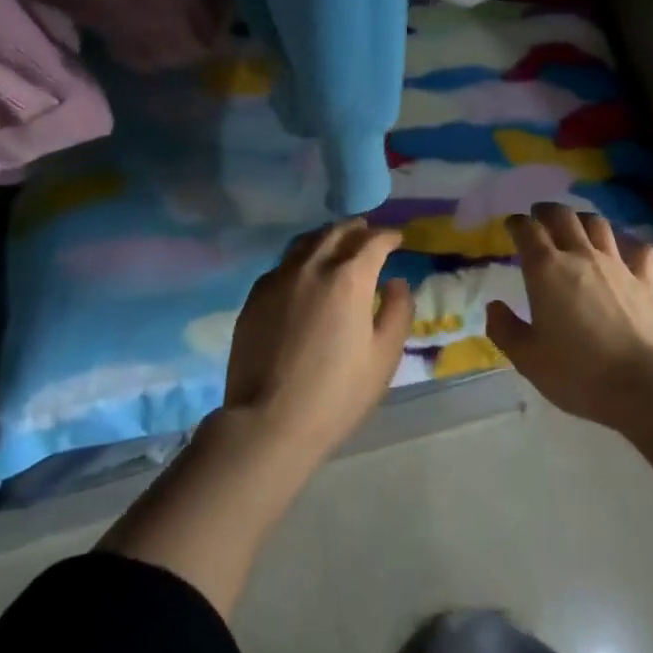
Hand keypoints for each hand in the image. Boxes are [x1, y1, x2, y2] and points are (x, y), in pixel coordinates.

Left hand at [224, 219, 413, 463]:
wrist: (267, 423)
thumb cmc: (337, 393)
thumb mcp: (384, 356)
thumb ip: (398, 310)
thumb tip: (395, 281)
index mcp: (349, 277)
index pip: (373, 241)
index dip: (389, 236)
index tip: (398, 239)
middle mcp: (312, 266)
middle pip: (337, 232)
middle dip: (357, 229)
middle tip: (369, 232)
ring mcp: (279, 279)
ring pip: (306, 242)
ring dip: (327, 237)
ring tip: (337, 243)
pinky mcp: (255, 297)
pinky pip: (283, 264)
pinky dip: (301, 258)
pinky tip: (304, 272)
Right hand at [486, 203, 652, 429]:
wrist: (642, 383)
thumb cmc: (577, 372)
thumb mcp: (528, 358)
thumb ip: (505, 329)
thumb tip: (494, 306)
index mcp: (546, 270)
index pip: (527, 231)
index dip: (517, 223)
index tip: (511, 224)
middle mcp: (580, 256)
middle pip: (563, 216)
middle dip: (547, 211)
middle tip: (539, 215)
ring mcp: (616, 264)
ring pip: (598, 225)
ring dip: (583, 219)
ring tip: (577, 225)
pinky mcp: (645, 280)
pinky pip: (639, 250)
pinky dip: (630, 245)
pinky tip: (626, 251)